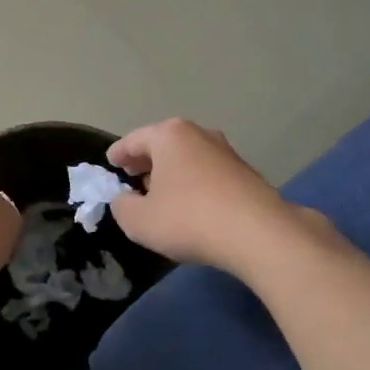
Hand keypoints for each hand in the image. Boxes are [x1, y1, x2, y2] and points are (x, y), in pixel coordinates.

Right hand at [107, 119, 331, 273]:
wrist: (258, 234)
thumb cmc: (188, 219)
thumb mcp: (138, 220)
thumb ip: (122, 206)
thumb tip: (125, 199)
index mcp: (169, 135)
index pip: (134, 140)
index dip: (118, 153)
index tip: (110, 162)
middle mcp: (199, 134)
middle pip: (163, 144)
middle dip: (146, 160)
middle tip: (132, 176)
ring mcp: (226, 152)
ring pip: (188, 157)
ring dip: (172, 172)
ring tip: (161, 194)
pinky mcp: (246, 174)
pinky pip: (208, 173)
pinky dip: (194, 183)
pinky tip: (191, 205)